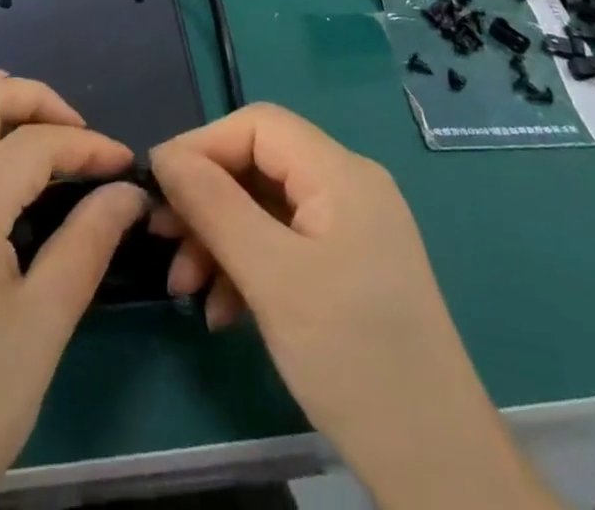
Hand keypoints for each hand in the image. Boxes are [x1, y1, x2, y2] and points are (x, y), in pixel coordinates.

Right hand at [149, 104, 554, 509]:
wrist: (437, 468)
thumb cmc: (352, 358)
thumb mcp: (271, 277)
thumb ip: (213, 206)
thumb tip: (164, 156)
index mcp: (341, 172)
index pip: (258, 125)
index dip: (203, 145)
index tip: (157, 186)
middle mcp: (349, 186)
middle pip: (260, 165)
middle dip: (207, 200)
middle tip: (163, 241)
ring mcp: (352, 228)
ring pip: (266, 208)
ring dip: (221, 239)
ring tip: (186, 288)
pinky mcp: (349, 268)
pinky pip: (285, 244)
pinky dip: (248, 266)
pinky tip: (223, 312)